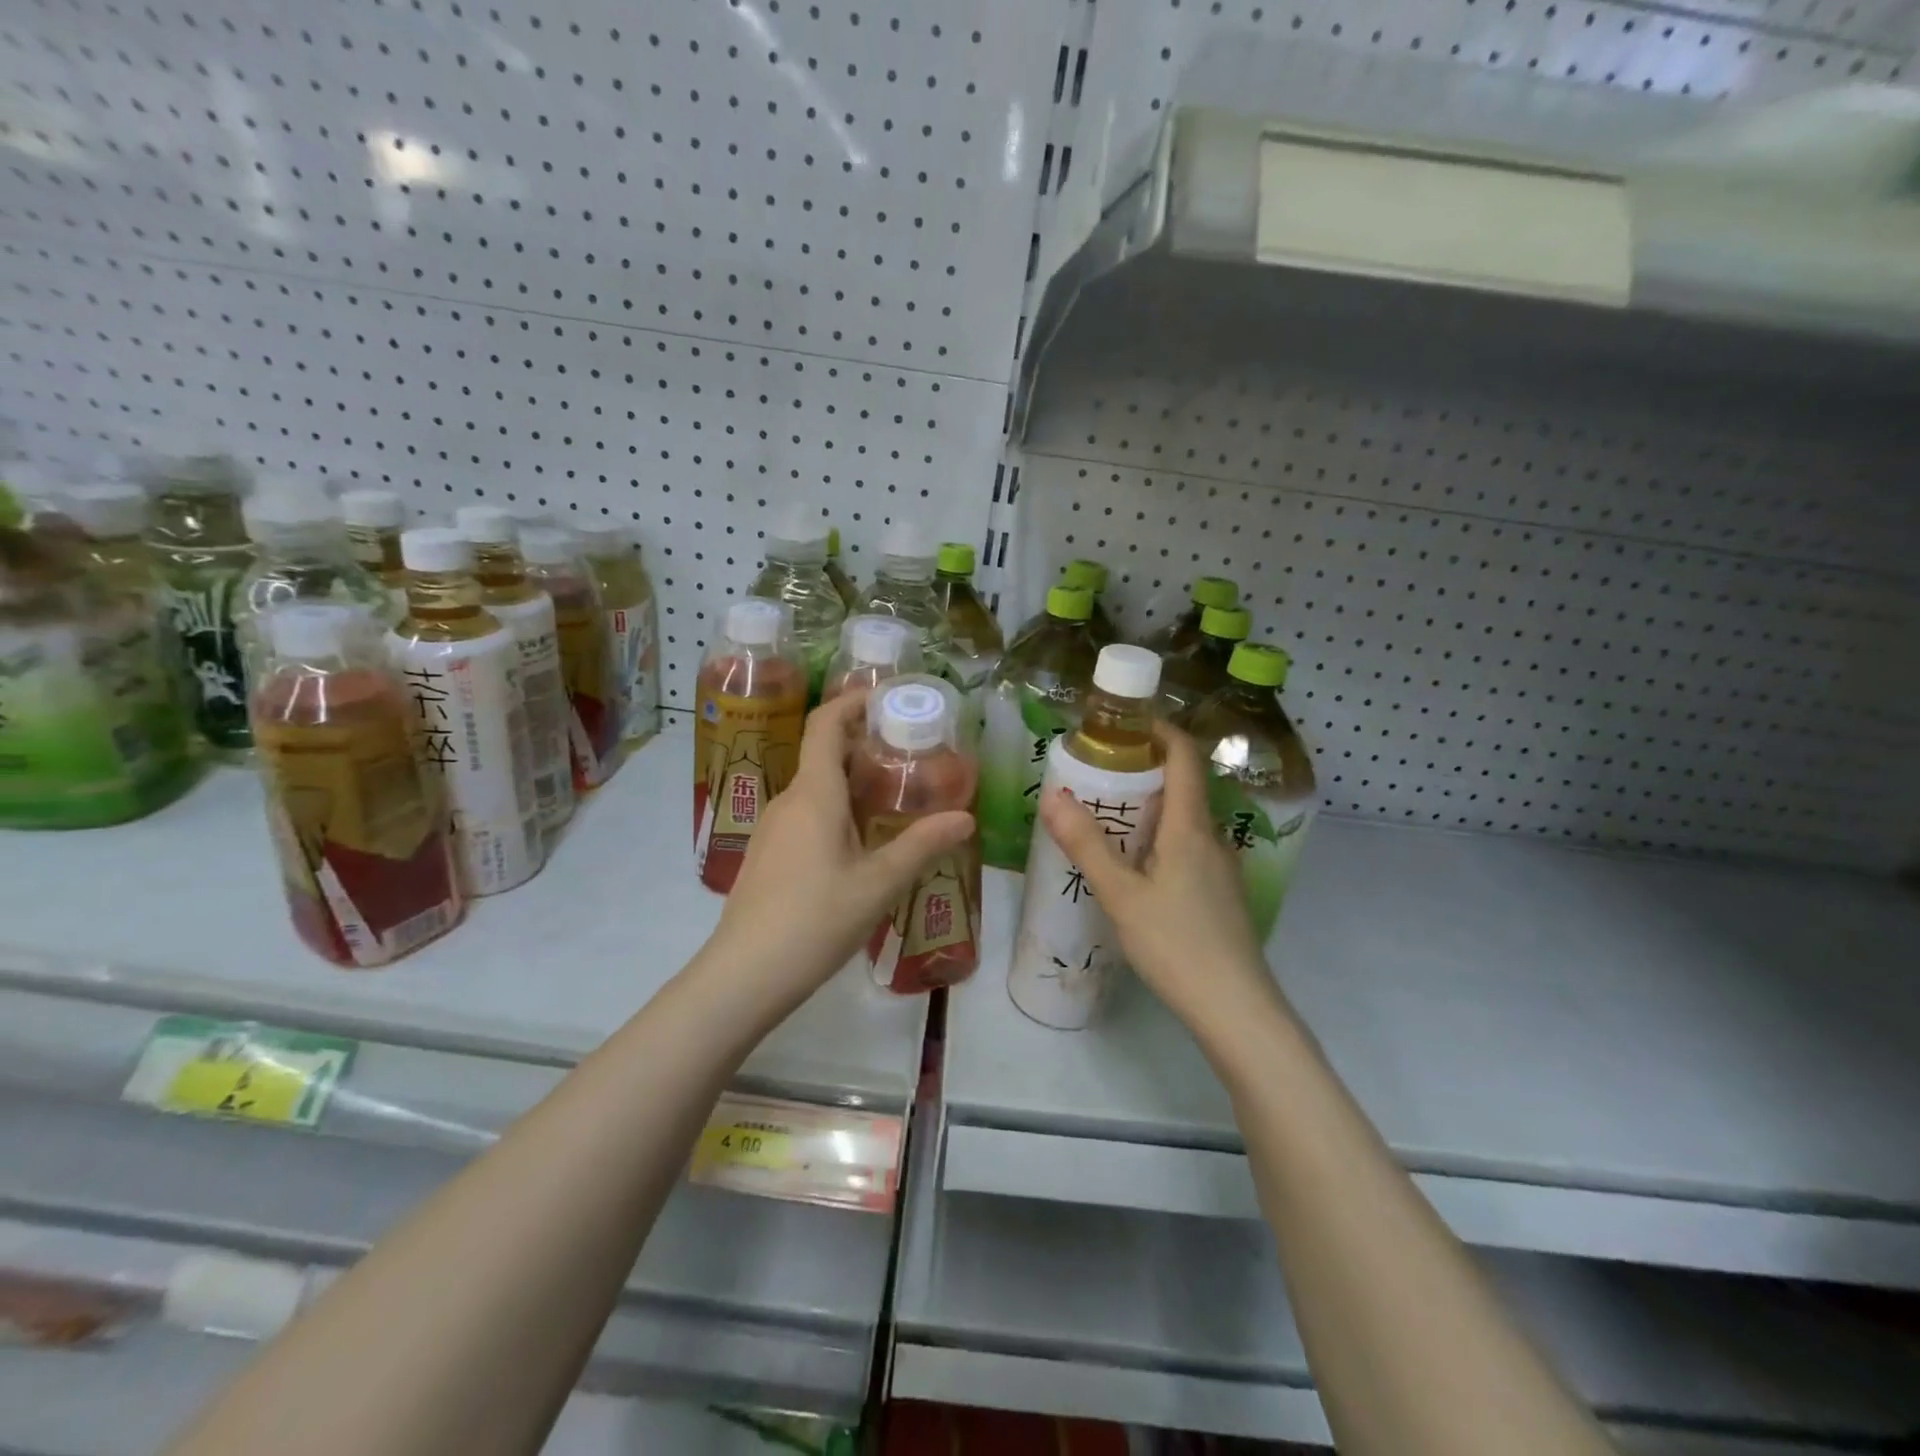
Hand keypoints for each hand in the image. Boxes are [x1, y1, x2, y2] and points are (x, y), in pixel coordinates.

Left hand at [708, 689, 974, 1006]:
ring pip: (815, 788)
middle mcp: (788, 800)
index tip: (886, 697)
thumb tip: (966, 818)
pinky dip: (836, 809)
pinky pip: (805, 814)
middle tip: (910, 753)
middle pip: (823, 754)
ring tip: (894, 797)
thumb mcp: (879, 884)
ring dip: (851, 781)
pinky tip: (861, 841)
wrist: (745, 975)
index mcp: (814, 794)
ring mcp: (772, 828)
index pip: (825, 724)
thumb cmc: (815, 920)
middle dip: (864, 745)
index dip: (851, 701)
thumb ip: (922, 845)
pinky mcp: (767, 854)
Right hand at [1038, 722, 1278, 1038]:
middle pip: (1184, 786)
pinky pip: (1191, 849)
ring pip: (1187, 821)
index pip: (1185, 756)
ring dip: (1153, 810)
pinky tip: (1137, 870)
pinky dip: (1163, 840)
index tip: (1125, 723)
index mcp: (1191, 827)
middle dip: (1145, 772)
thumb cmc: (1176, 944)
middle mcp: (1213, 838)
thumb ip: (1087, 845)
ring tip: (1109, 821)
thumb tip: (1053, 795)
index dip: (1161, 730)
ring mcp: (1223, 868)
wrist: (1236, 1009)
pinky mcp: (1223, 894)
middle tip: (1099, 777)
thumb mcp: (1121, 895)